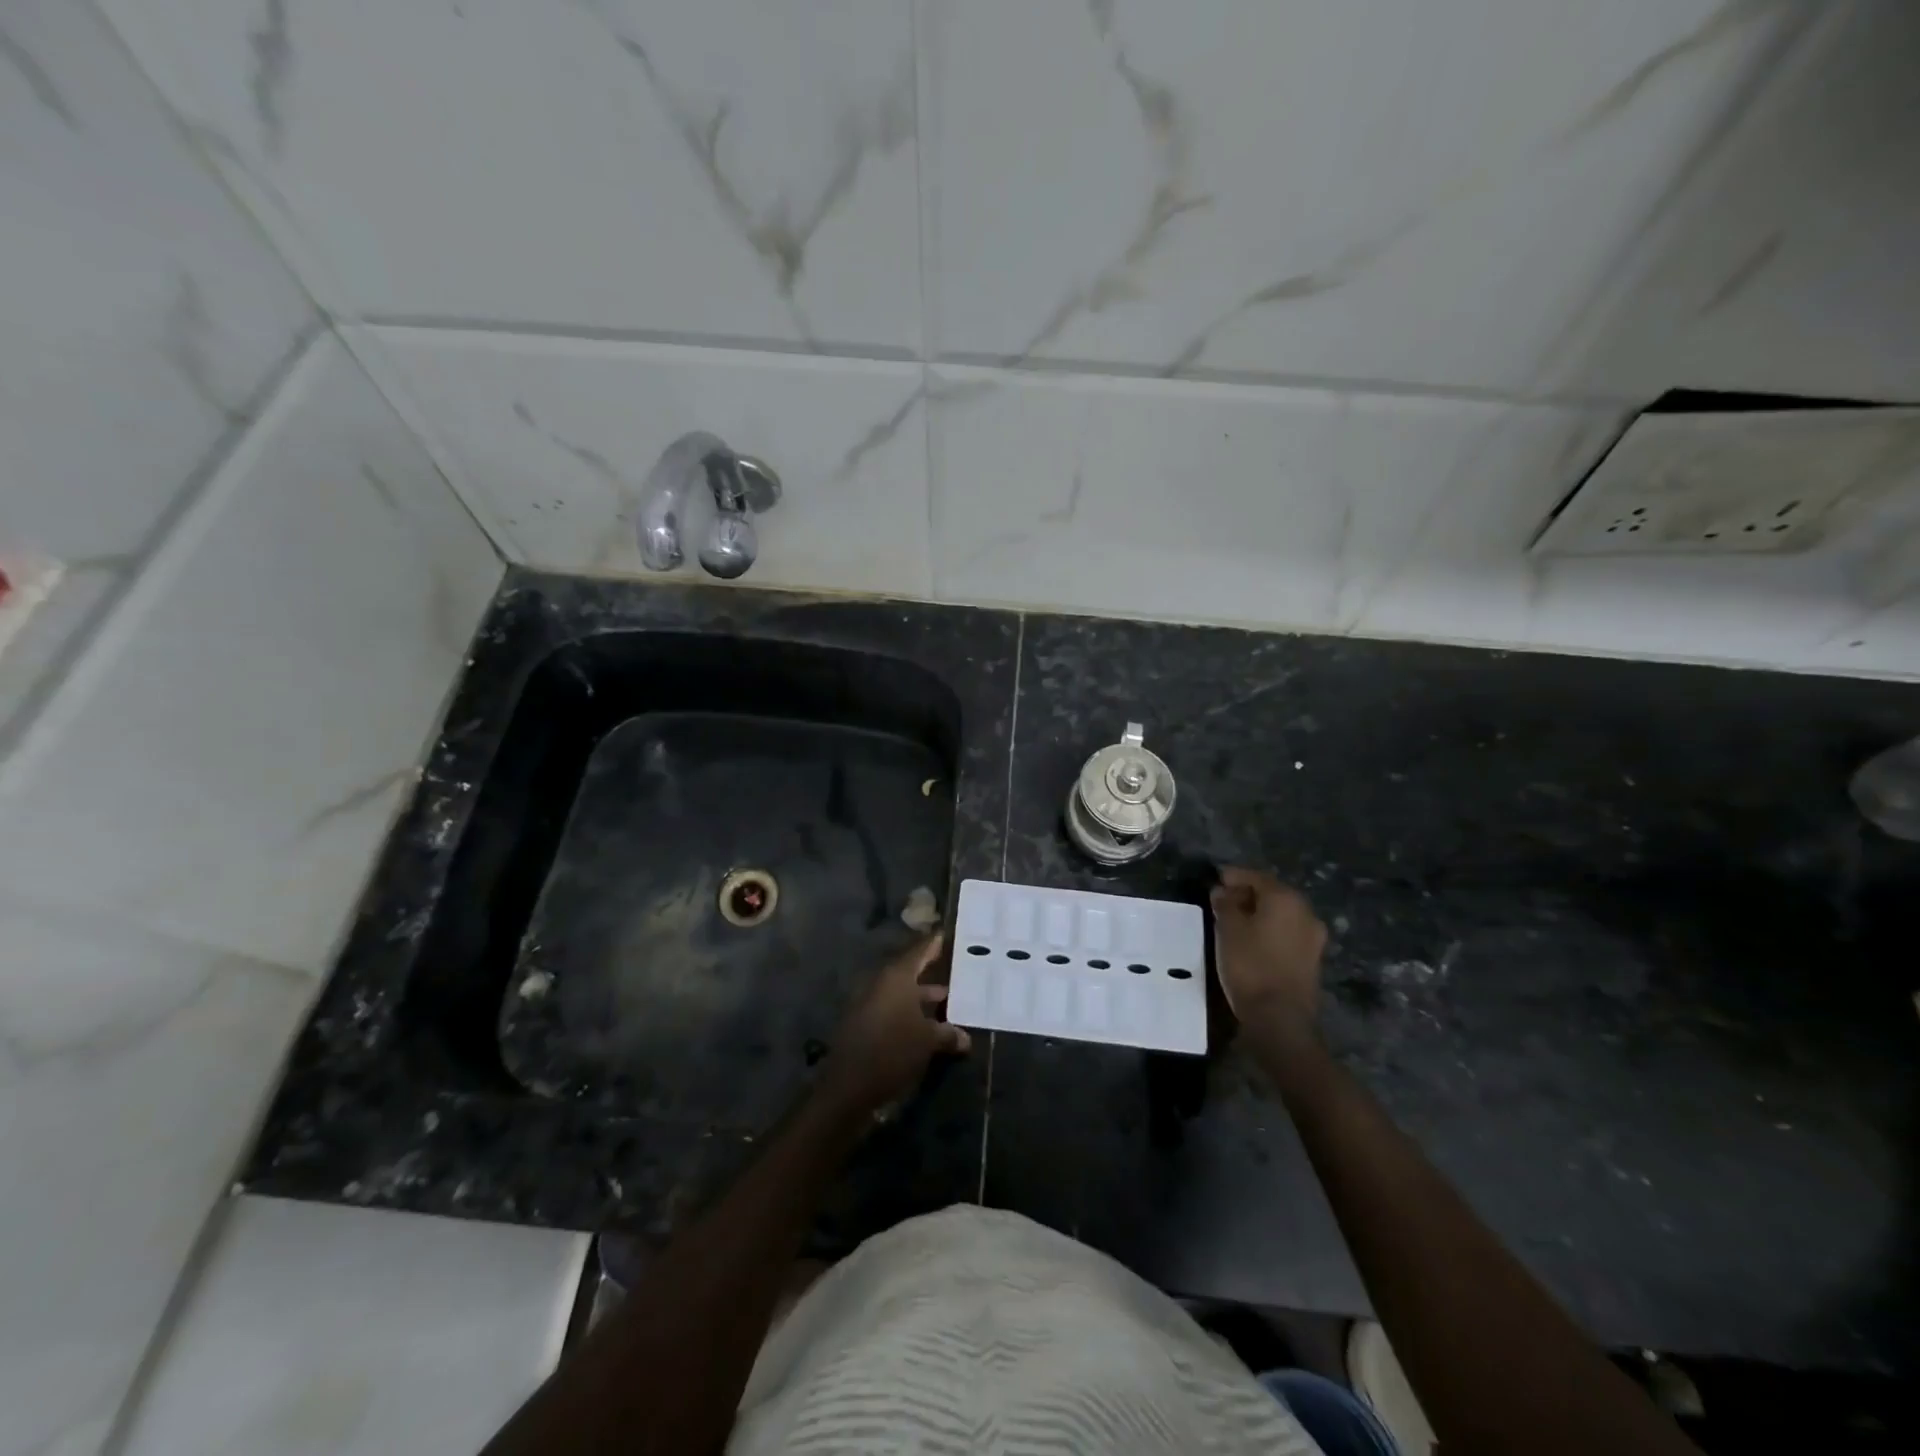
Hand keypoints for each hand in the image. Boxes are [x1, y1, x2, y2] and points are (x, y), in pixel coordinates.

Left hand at [819, 936, 970, 1116]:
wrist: (848, 1086)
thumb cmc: (893, 1051)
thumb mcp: (928, 1041)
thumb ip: (948, 1034)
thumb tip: (965, 1037)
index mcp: (897, 976)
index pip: (920, 950)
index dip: (935, 943)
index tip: (949, 934)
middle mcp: (882, 983)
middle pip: (911, 971)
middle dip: (933, 973)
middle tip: (957, 971)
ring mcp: (870, 1002)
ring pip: (903, 993)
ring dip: (924, 998)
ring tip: (949, 1003)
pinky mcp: (864, 1023)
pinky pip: (893, 1009)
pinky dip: (911, 1013)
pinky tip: (928, 1027)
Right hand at [1209, 867, 1326, 1032]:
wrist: (1280, 1018)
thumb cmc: (1251, 965)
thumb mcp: (1228, 930)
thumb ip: (1225, 905)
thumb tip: (1222, 891)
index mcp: (1286, 899)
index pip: (1257, 877)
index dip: (1234, 876)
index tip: (1216, 879)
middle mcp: (1305, 912)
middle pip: (1272, 894)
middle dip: (1247, 894)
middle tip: (1222, 899)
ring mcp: (1313, 937)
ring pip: (1281, 914)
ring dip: (1259, 912)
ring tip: (1234, 920)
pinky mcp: (1312, 958)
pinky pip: (1287, 932)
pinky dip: (1269, 929)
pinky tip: (1251, 939)